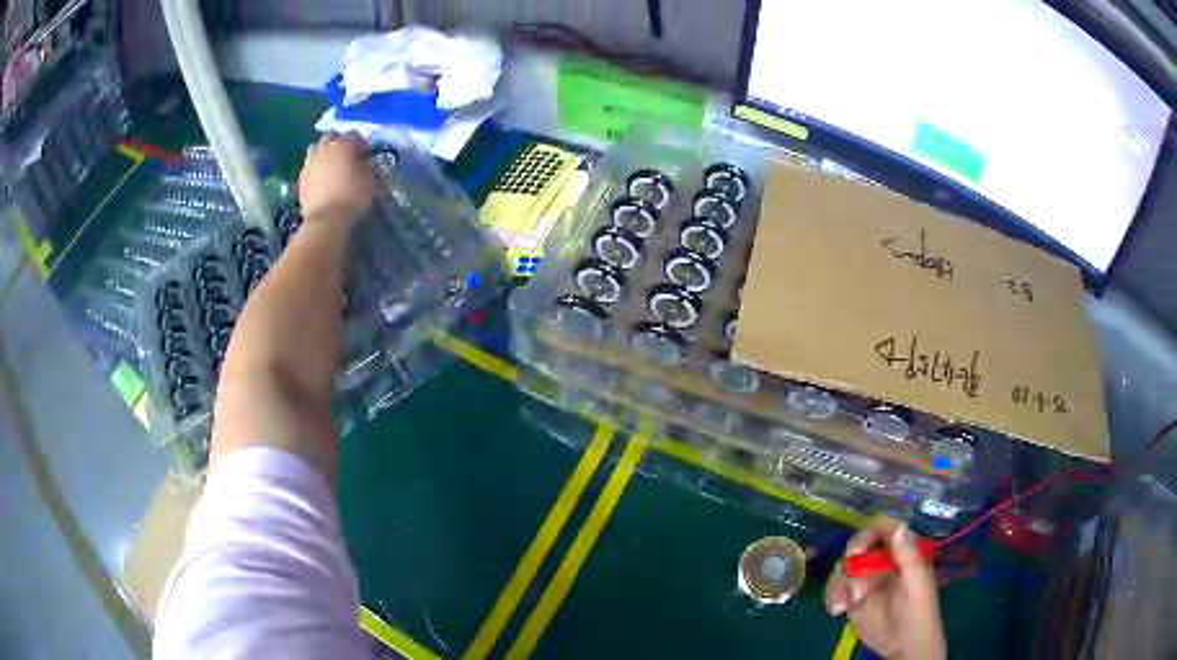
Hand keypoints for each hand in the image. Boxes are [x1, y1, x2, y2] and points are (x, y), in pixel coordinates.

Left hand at [298, 133, 373, 224]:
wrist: (327, 220)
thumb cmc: (353, 198)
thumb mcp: (370, 181)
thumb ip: (367, 167)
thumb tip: (365, 163)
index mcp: (344, 145)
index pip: (354, 135)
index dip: (361, 144)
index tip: (366, 155)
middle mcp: (325, 148)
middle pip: (331, 136)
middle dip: (339, 142)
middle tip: (346, 155)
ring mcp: (310, 162)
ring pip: (316, 147)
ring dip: (323, 152)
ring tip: (330, 164)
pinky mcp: (301, 177)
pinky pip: (309, 165)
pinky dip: (315, 167)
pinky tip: (321, 178)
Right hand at [825, 517, 945, 659]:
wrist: (904, 646)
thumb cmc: (919, 613)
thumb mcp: (918, 585)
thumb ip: (909, 557)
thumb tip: (899, 527)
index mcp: (903, 551)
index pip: (884, 529)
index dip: (869, 534)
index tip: (856, 552)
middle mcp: (883, 560)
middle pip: (859, 546)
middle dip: (849, 563)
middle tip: (847, 580)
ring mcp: (866, 578)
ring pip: (844, 567)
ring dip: (838, 583)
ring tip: (841, 605)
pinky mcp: (853, 596)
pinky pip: (837, 587)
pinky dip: (832, 596)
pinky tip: (836, 610)